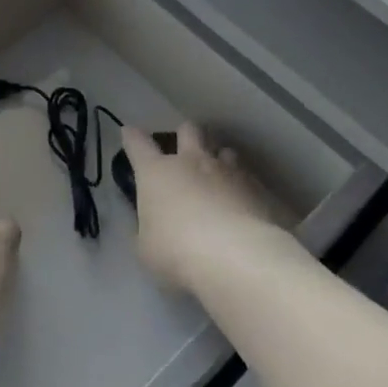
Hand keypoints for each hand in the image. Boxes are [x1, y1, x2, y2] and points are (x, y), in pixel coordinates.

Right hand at [121, 123, 285, 294]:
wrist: (237, 256)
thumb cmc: (178, 252)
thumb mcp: (147, 249)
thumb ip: (147, 230)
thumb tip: (152, 223)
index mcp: (157, 173)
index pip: (138, 145)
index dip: (132, 137)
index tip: (129, 133)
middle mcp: (192, 161)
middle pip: (188, 130)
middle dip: (185, 135)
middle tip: (185, 150)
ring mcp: (228, 170)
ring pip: (224, 149)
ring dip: (219, 159)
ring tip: (220, 178)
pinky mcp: (257, 186)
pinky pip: (249, 177)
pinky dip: (243, 187)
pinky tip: (245, 206)